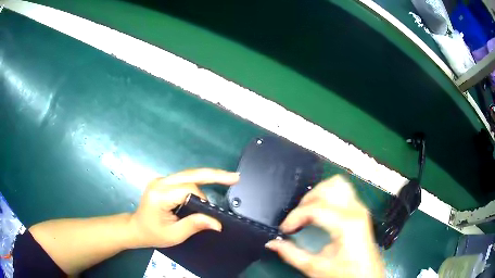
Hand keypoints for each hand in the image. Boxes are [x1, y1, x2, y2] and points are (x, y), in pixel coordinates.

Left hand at [128, 168, 238, 248]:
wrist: (136, 228)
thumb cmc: (153, 234)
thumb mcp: (174, 235)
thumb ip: (194, 225)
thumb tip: (217, 223)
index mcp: (159, 195)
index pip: (187, 190)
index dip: (203, 200)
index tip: (210, 214)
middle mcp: (160, 182)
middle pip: (190, 174)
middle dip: (214, 175)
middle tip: (235, 177)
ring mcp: (161, 180)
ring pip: (189, 174)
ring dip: (208, 177)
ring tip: (227, 179)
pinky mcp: (163, 182)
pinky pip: (184, 178)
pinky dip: (199, 181)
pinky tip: (211, 181)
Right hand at [265, 175, 383, 277]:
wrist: (367, 276)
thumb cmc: (346, 273)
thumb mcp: (315, 267)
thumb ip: (291, 254)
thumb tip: (273, 243)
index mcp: (346, 224)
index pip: (315, 208)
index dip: (295, 216)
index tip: (285, 228)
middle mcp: (355, 211)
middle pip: (327, 188)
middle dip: (307, 200)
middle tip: (297, 218)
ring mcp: (360, 208)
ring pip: (337, 184)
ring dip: (318, 194)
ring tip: (308, 211)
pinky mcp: (360, 210)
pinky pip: (343, 191)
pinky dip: (328, 195)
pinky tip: (321, 211)